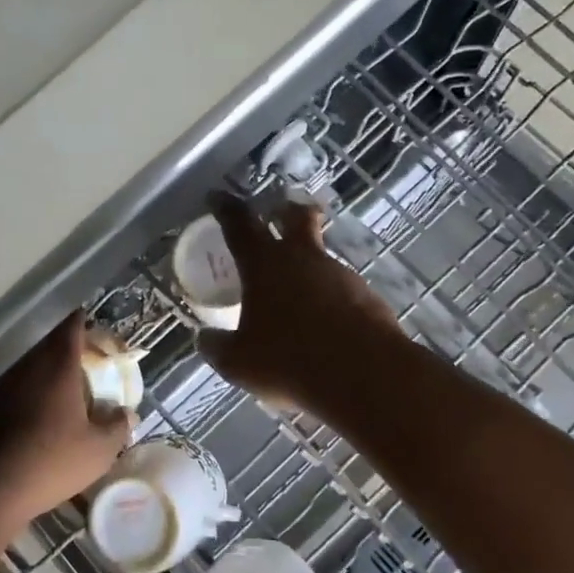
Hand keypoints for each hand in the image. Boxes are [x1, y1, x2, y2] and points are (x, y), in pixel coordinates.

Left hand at [0, 312, 130, 524]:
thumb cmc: (50, 460)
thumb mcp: (98, 450)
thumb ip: (117, 427)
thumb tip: (128, 414)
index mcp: (58, 365)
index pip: (72, 326)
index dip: (85, 323)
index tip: (97, 330)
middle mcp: (29, 367)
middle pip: (50, 346)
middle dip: (70, 352)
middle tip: (89, 367)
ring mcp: (2, 387)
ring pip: (32, 369)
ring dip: (50, 377)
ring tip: (68, 398)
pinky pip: (16, 392)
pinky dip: (32, 398)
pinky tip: (40, 421)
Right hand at [196, 191, 402, 410]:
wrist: (364, 374)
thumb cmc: (290, 360)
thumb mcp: (239, 361)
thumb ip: (218, 347)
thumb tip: (206, 339)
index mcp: (265, 264)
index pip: (240, 224)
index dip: (226, 208)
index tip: (218, 198)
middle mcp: (303, 258)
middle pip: (296, 218)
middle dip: (286, 211)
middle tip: (279, 213)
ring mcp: (340, 274)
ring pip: (320, 257)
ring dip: (308, 265)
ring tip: (298, 294)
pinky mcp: (367, 296)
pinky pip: (342, 289)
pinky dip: (329, 298)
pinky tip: (325, 324)